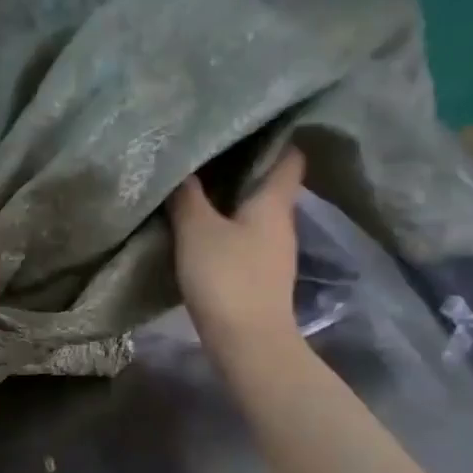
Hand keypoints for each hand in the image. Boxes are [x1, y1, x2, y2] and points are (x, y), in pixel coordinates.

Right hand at [167, 148, 304, 350]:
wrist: (249, 343)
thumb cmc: (227, 279)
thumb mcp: (197, 231)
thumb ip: (187, 197)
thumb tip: (182, 168)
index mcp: (274, 202)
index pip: (290, 156)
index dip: (274, 138)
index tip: (244, 128)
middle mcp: (283, 222)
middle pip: (270, 184)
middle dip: (243, 169)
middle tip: (208, 156)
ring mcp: (275, 252)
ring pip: (257, 214)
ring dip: (233, 202)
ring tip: (199, 191)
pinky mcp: (262, 277)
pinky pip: (248, 239)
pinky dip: (229, 230)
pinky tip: (203, 233)